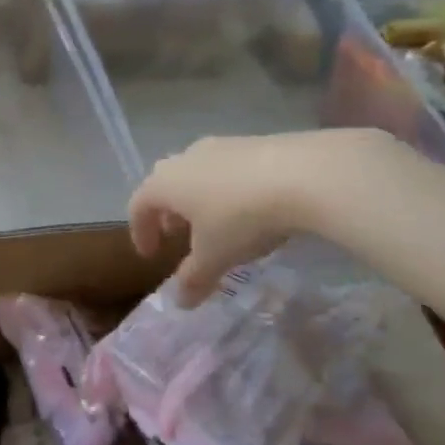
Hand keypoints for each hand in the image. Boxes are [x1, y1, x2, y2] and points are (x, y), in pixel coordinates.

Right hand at [129, 130, 399, 307]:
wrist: (305, 174)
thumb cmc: (242, 218)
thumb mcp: (215, 257)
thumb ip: (194, 279)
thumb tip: (181, 302)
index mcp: (165, 183)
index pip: (138, 206)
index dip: (140, 232)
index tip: (151, 255)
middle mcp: (185, 158)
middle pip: (165, 184)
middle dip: (168, 212)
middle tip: (179, 235)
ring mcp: (221, 146)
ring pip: (197, 173)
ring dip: (198, 199)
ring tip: (216, 223)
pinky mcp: (254, 142)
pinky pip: (228, 168)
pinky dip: (227, 189)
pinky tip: (250, 208)